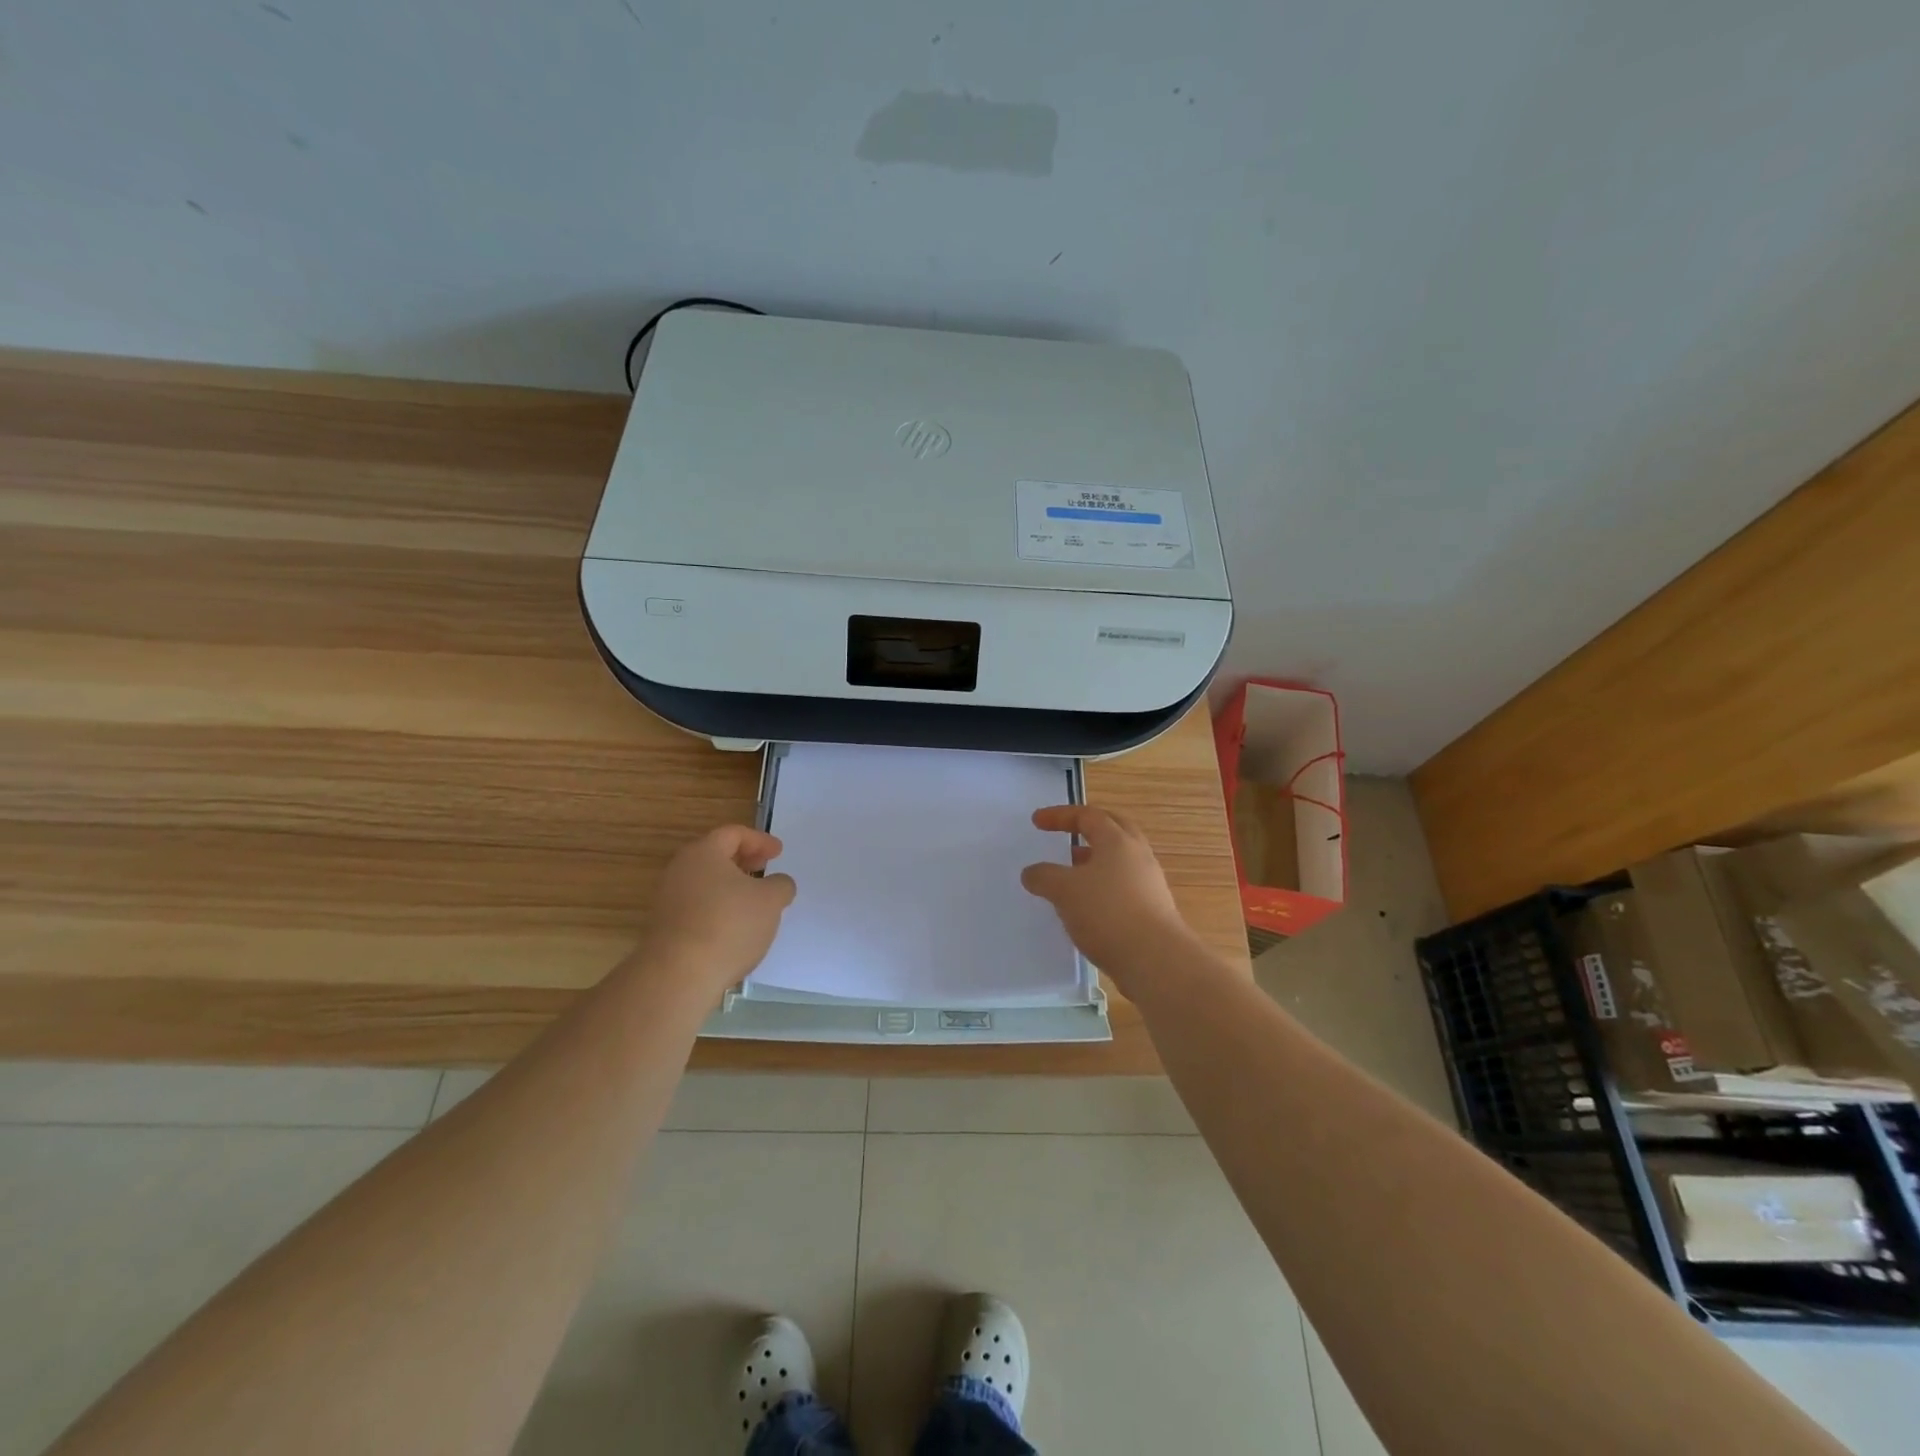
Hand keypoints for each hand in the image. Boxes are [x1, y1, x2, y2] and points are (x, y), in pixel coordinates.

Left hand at [643, 825, 795, 989]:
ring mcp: (668, 900)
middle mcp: (680, 870)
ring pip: (705, 883)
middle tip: (764, 869)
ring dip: (730, 887)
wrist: (678, 975)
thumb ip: (780, 885)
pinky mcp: (665, 928)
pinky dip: (718, 908)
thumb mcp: (771, 901)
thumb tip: (778, 884)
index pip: (733, 834)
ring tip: (753, 902)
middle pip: (715, 856)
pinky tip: (734, 928)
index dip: (760, 840)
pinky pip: (697, 907)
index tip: (778, 853)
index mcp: (703, 853)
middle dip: (743, 861)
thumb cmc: (729, 925)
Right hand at [1020, 805, 1198, 983]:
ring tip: (1071, 874)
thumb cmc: (1107, 913)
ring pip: (1119, 861)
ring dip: (1094, 860)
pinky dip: (1102, 886)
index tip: (1037, 821)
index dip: (1060, 816)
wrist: (1155, 960)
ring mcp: (1149, 883)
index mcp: (1118, 841)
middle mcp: (1138, 855)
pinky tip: (1086, 907)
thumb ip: (1044, 876)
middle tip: (1067, 833)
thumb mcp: (1064, 891)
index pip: (1088, 816)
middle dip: (1088, 828)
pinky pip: (1123, 886)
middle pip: (1113, 830)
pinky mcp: (1152, 909)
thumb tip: (1032, 872)